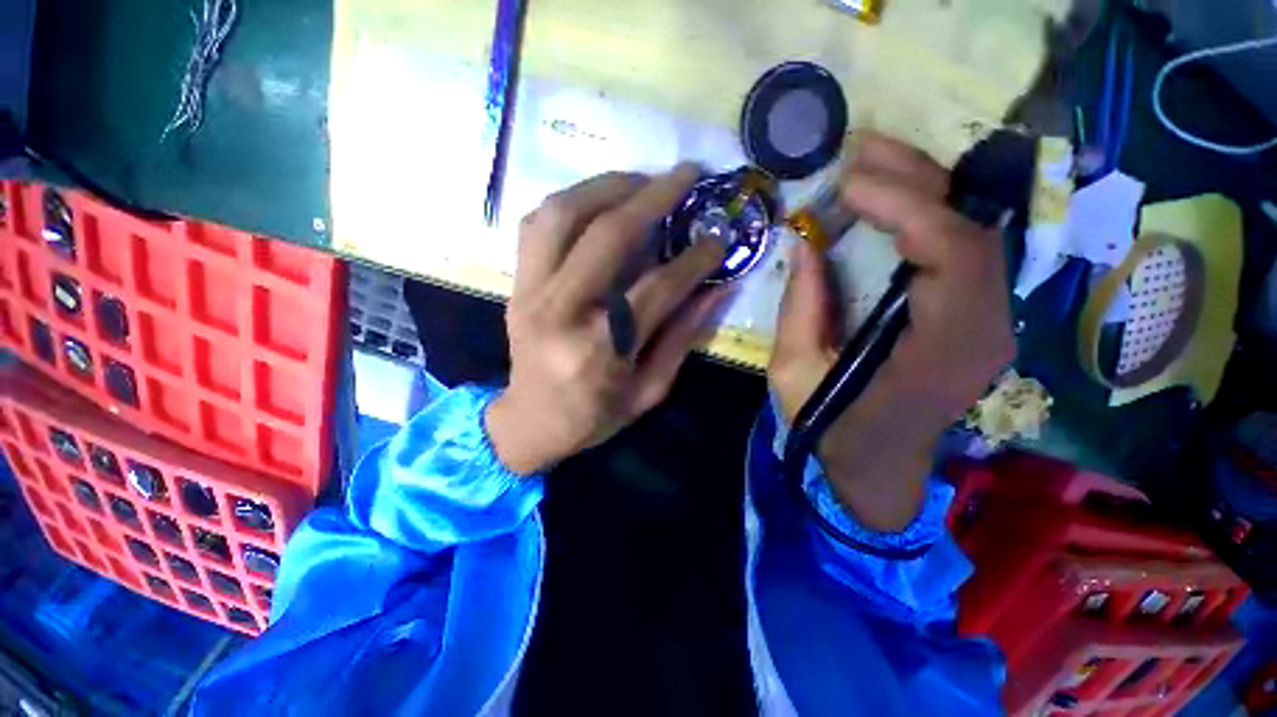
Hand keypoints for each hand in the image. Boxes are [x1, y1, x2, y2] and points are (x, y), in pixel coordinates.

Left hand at [486, 167, 730, 474]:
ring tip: (642, 180)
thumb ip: (682, 338)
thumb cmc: (593, 416)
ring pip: (564, 214)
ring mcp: (530, 292)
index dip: (694, 258)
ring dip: (608, 186)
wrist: (529, 422)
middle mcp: (561, 312)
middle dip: (654, 196)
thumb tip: (716, 289)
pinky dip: (571, 202)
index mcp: (600, 350)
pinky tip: (598, 200)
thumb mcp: (648, 391)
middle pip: (608, 236)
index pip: (656, 287)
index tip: (719, 237)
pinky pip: (537, 224)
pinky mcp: (516, 284)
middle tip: (687, 175)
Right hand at [769, 132, 1014, 530]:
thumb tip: (806, 241)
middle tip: (861, 151)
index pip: (954, 258)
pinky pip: (963, 252)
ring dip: (925, 190)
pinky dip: (929, 216)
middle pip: (973, 234)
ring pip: (975, 234)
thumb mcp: (796, 373)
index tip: (848, 184)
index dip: (907, 207)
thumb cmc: (832, 426)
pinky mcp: (974, 317)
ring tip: (874, 161)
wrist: (877, 465)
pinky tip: (894, 200)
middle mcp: (983, 333)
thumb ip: (801, 307)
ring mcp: (988, 323)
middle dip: (917, 182)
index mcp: (938, 355)